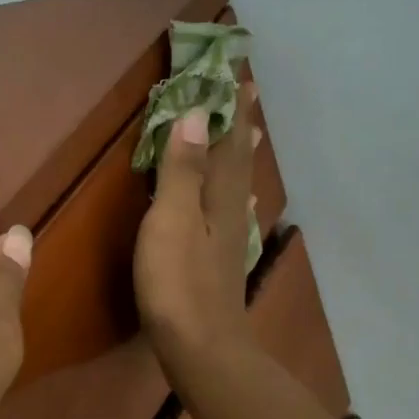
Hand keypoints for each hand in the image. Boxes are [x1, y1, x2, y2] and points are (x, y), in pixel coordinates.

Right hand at [133, 85, 260, 379]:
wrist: (200, 346)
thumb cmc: (178, 282)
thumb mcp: (172, 219)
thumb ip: (183, 169)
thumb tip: (197, 115)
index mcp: (220, 194)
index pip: (229, 138)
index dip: (231, 105)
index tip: (236, 72)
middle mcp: (232, 209)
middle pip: (237, 158)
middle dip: (238, 123)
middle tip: (244, 92)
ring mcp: (229, 237)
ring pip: (237, 183)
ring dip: (238, 154)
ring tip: (246, 133)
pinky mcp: (220, 260)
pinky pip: (231, 209)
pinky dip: (234, 192)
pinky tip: (240, 200)